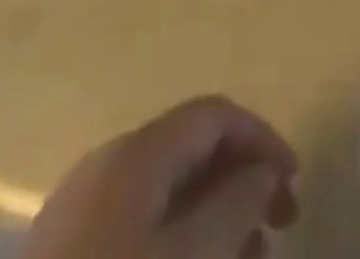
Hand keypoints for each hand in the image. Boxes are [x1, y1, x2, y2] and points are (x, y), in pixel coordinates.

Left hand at [21, 96, 299, 258]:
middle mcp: (107, 166)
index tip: (295, 181)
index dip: (261, 138)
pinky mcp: (64, 256)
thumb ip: (235, 205)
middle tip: (281, 227)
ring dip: (214, 218)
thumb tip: (262, 171)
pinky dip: (179, 242)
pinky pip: (138, 229)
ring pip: (166, 196)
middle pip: (190, 152)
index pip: (213, 115)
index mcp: (135, 153)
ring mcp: (79, 213)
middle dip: (241, 182)